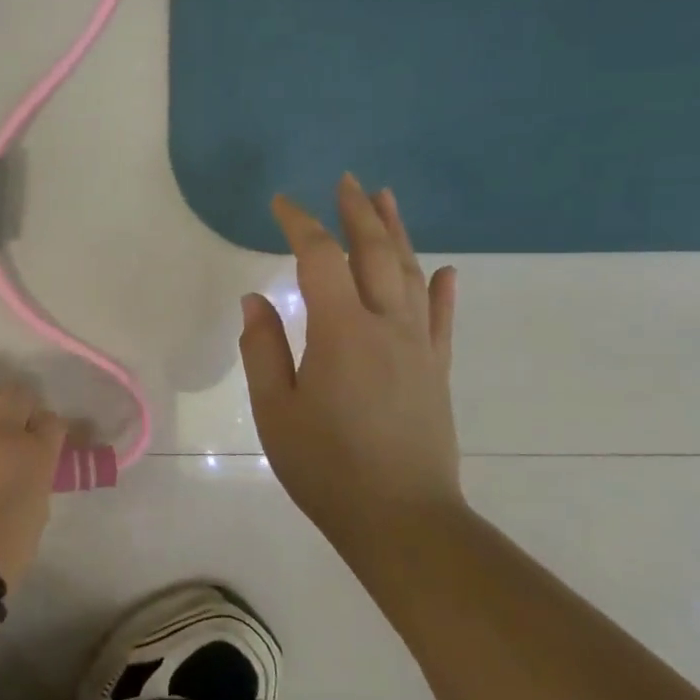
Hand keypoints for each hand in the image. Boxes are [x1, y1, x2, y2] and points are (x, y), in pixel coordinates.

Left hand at [0, 382, 67, 588]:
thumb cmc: (2, 553)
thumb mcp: (36, 517)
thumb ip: (34, 485)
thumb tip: (26, 474)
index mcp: (37, 455)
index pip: (54, 422)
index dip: (50, 429)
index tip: (46, 440)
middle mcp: (4, 433)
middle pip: (19, 395)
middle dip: (23, 405)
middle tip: (18, 424)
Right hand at [238, 174, 462, 549]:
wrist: (402, 518)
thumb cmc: (325, 466)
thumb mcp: (275, 409)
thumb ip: (263, 348)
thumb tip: (256, 298)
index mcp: (341, 331)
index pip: (320, 258)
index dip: (300, 225)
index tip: (281, 203)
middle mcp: (386, 326)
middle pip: (375, 253)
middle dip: (358, 213)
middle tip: (346, 181)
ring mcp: (419, 347)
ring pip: (410, 274)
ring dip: (397, 233)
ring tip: (386, 200)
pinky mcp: (436, 371)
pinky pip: (441, 319)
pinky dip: (440, 289)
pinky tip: (444, 270)